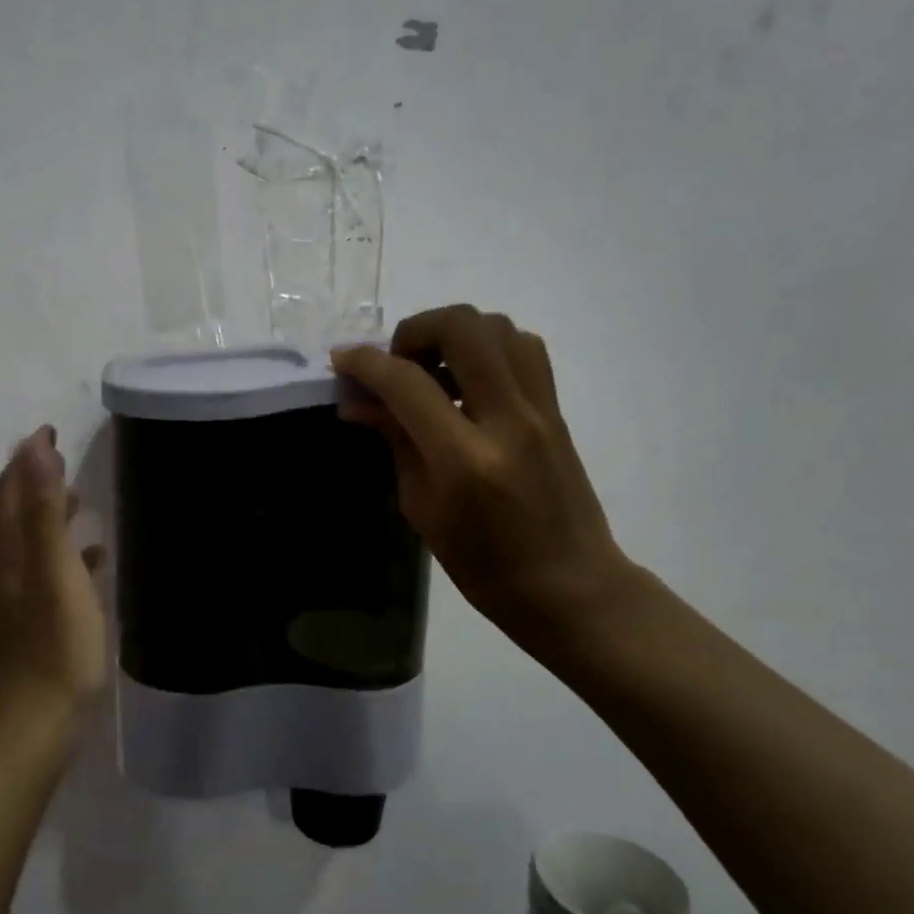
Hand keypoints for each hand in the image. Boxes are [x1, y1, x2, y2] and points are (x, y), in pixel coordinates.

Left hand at [0, 425, 107, 753]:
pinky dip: (61, 556)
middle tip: (66, 460)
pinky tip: (90, 564)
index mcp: (4, 554)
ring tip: (80, 503)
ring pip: (28, 545)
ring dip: (49, 518)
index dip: (28, 457)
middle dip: (36, 483)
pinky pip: (42, 575)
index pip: (10, 490)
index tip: (51, 429)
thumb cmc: (53, 649)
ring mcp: (9, 602)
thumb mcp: (54, 573)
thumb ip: (43, 510)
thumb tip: (34, 447)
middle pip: (13, 515)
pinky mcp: (24, 626)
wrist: (31, 733)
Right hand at [331, 306, 631, 650]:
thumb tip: (358, 402)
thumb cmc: (485, 566)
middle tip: (397, 363)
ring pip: (498, 327)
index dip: (366, 363)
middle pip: (463, 328)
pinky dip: (486, 347)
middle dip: (415, 330)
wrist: (571, 587)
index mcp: (465, 460)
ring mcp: (540, 410)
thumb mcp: (423, 510)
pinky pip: (523, 349)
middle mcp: (508, 420)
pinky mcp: (556, 410)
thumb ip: (395, 442)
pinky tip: (467, 380)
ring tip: (432, 369)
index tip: (342, 360)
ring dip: (454, 334)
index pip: (407, 384)